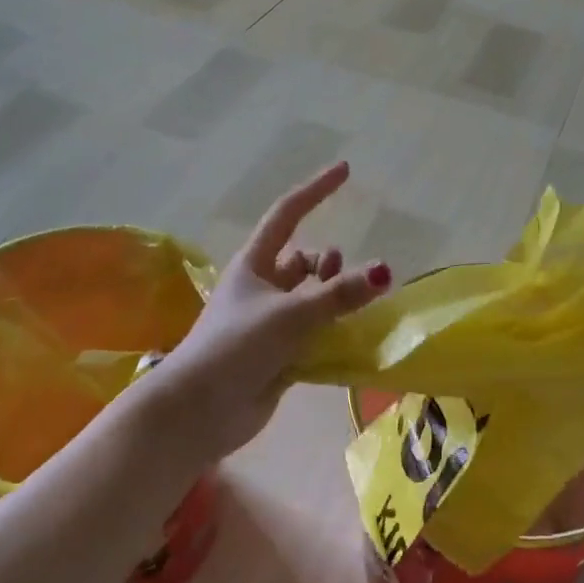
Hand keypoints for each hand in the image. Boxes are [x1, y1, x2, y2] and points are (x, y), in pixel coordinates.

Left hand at [151, 161, 389, 457]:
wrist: (198, 412)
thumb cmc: (235, 347)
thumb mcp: (290, 314)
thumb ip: (339, 295)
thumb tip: (385, 271)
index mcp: (254, 264)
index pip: (288, 214)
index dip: (316, 191)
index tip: (346, 171)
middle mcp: (262, 286)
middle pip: (306, 260)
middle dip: (330, 264)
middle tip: (344, 282)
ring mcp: (271, 321)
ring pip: (313, 297)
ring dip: (335, 299)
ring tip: (354, 311)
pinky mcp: (279, 354)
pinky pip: (316, 331)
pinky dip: (334, 330)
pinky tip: (355, 338)